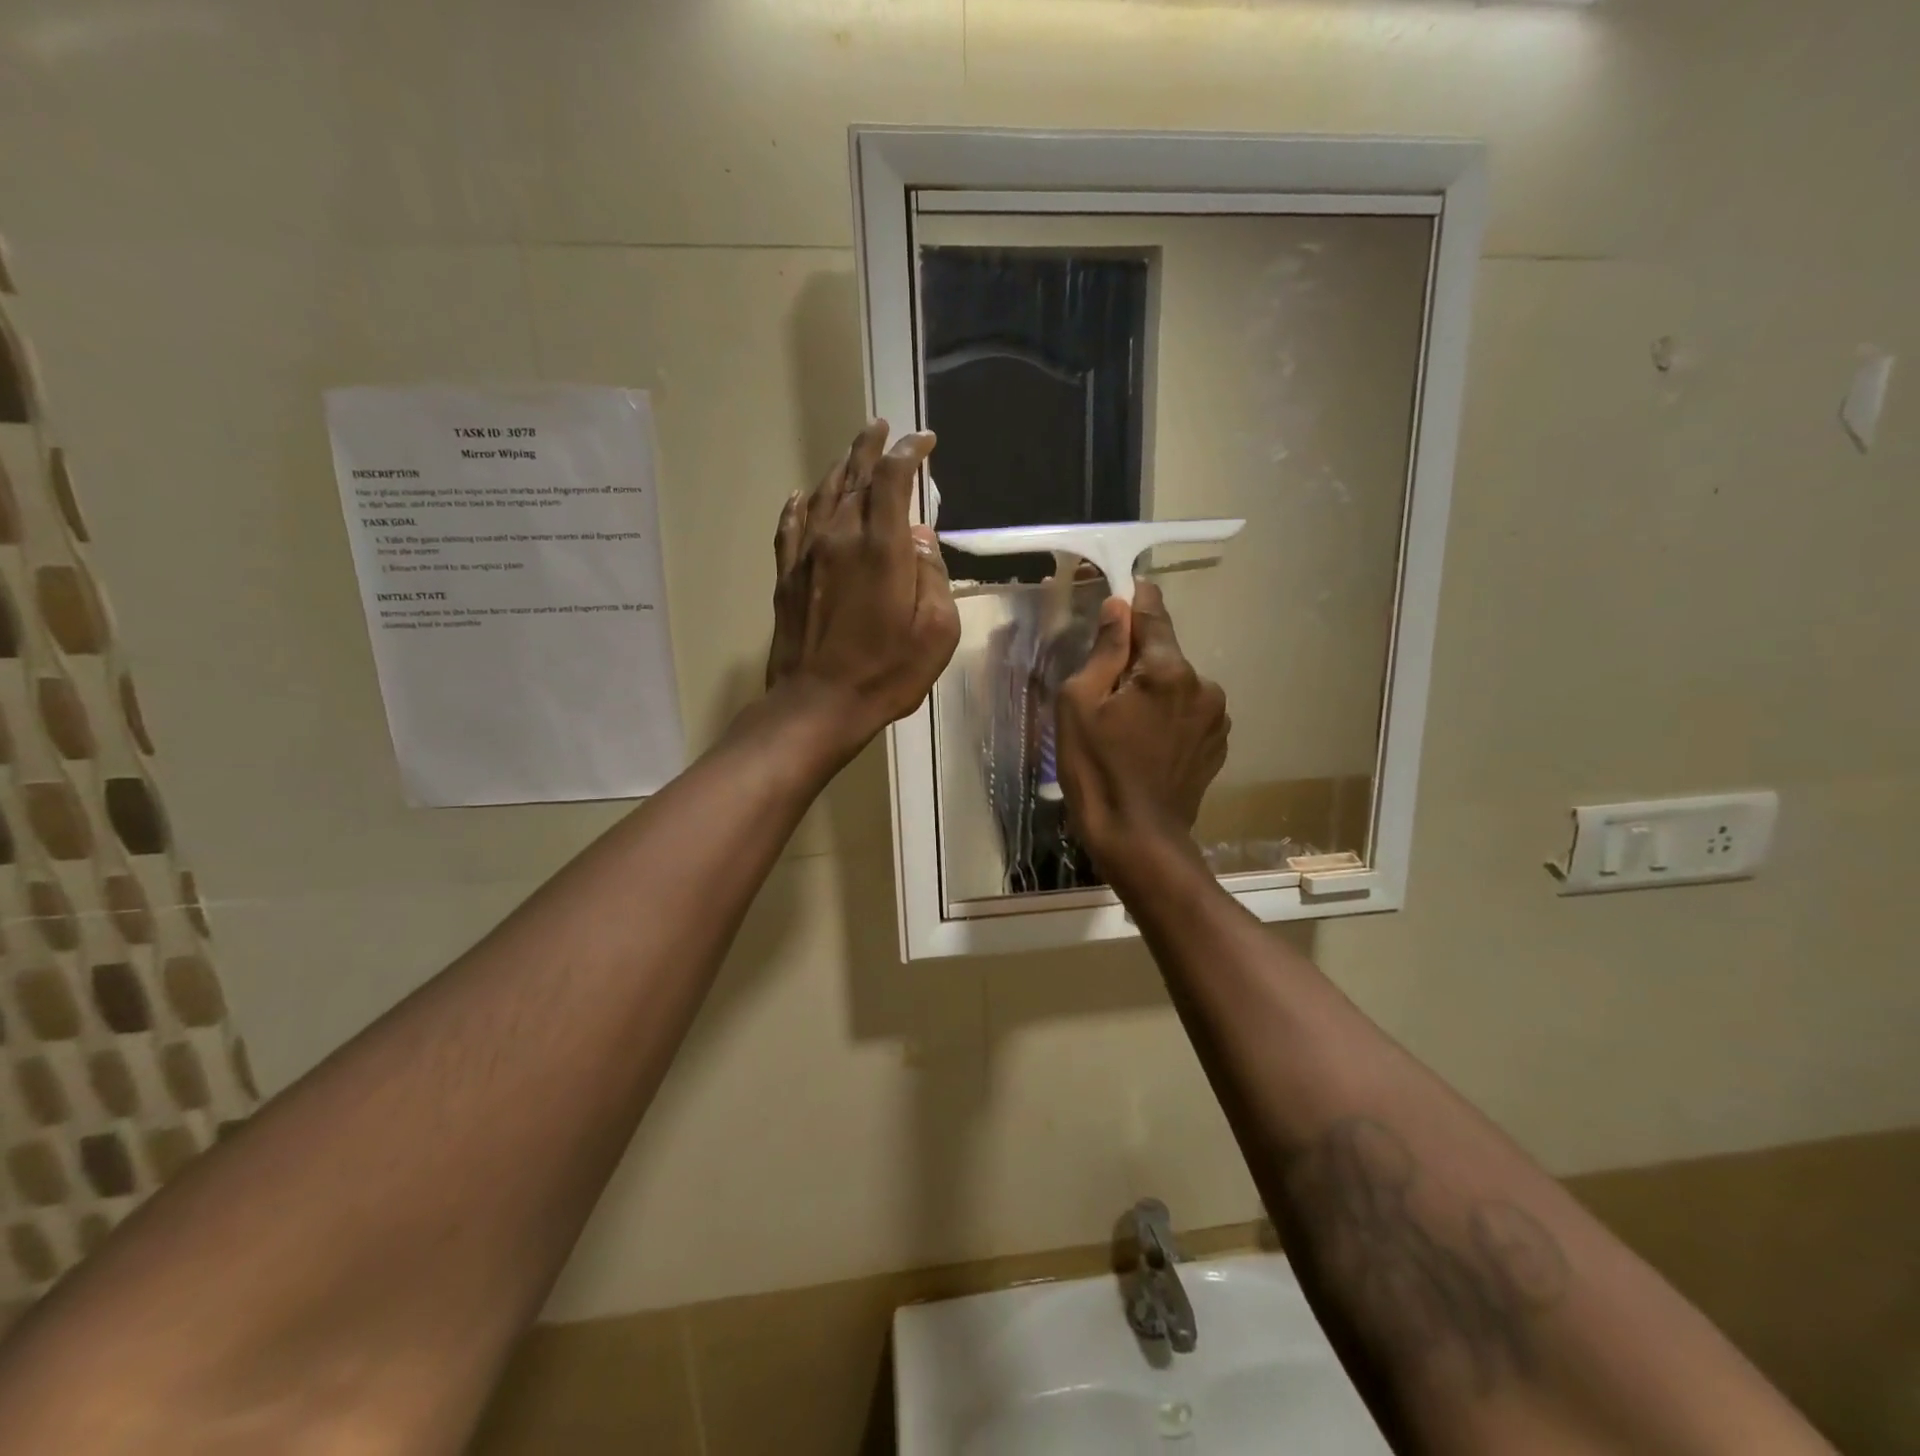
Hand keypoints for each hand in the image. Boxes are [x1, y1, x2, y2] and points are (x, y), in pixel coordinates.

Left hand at [765, 419, 959, 755]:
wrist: (819, 704)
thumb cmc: (888, 672)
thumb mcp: (936, 631)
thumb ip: (933, 576)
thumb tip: (922, 538)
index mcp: (883, 548)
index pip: (893, 479)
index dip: (909, 453)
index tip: (924, 442)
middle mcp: (841, 538)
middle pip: (854, 476)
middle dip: (870, 448)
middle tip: (881, 427)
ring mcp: (808, 555)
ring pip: (822, 495)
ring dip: (839, 469)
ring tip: (851, 454)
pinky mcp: (787, 577)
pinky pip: (790, 527)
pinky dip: (799, 505)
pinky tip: (802, 495)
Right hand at [1054, 581, 1228, 876]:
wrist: (1138, 837)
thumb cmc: (1096, 769)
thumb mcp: (1080, 704)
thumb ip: (1104, 650)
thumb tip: (1119, 607)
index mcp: (1167, 670)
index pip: (1152, 613)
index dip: (1134, 600)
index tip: (1121, 590)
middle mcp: (1202, 684)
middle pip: (1164, 652)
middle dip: (1136, 660)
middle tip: (1105, 688)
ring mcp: (1216, 717)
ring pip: (1178, 684)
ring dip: (1155, 690)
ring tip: (1127, 725)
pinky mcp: (1217, 743)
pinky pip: (1189, 712)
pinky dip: (1169, 715)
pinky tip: (1147, 744)